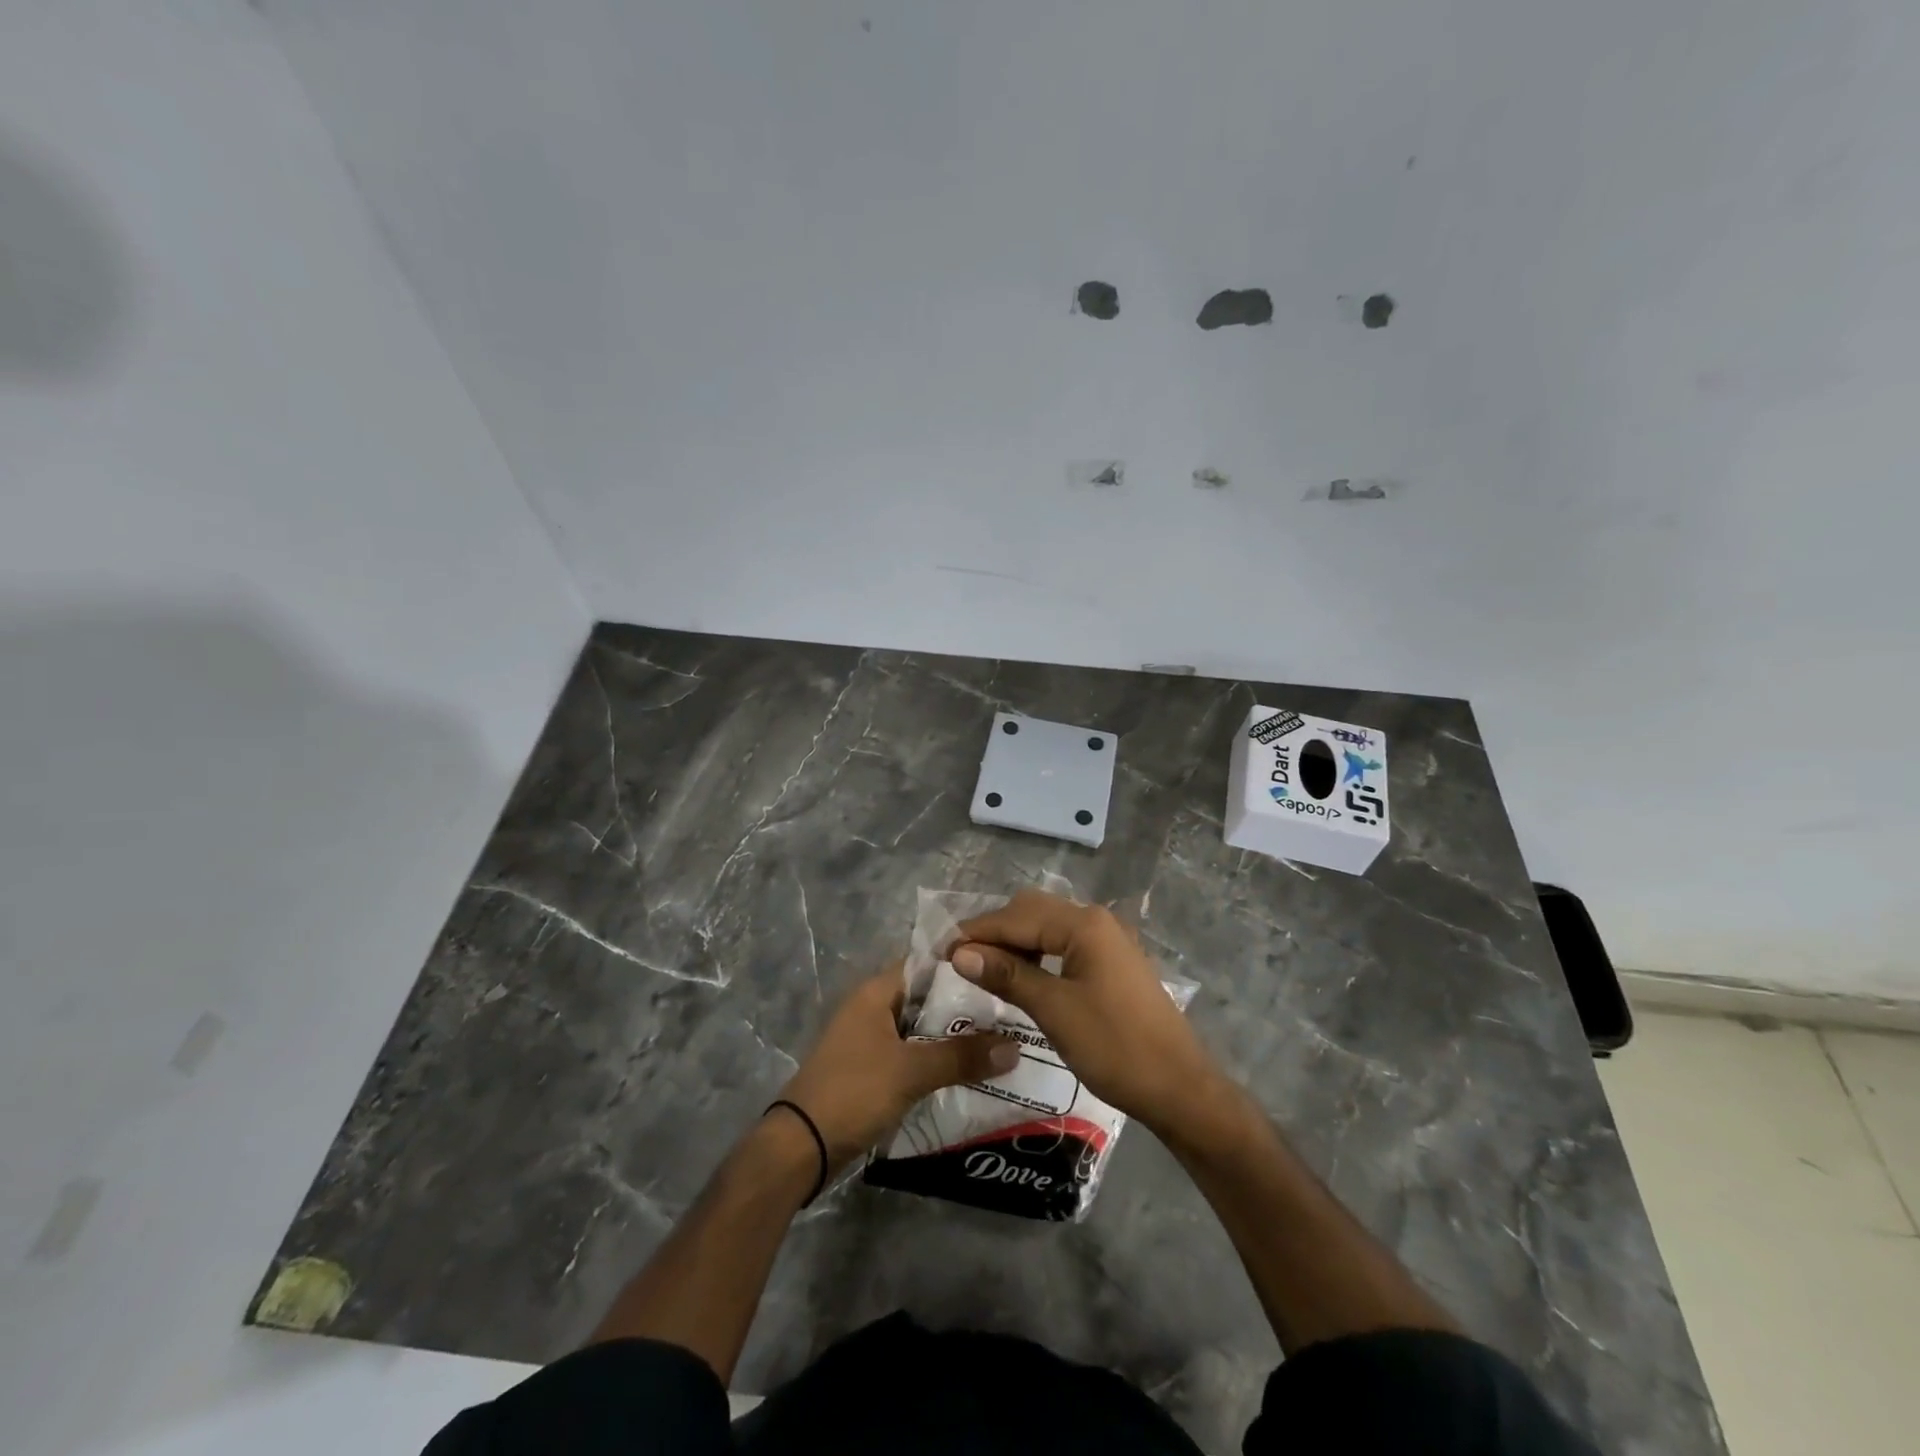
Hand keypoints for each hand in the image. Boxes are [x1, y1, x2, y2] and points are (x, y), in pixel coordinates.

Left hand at [777, 968, 1017, 1172]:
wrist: (801, 1147)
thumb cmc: (854, 1091)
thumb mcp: (911, 1071)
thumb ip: (962, 1056)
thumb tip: (1015, 1046)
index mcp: (876, 992)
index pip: (927, 964)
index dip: (963, 966)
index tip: (1002, 973)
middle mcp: (873, 1007)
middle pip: (927, 998)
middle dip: (965, 1006)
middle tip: (1011, 1012)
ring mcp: (870, 1040)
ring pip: (921, 1029)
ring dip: (953, 1036)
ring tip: (1000, 1041)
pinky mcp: (871, 1070)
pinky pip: (913, 1055)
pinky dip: (937, 1060)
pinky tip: (969, 1071)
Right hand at [951, 890, 1219, 1131]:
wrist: (1179, 1087)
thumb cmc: (1114, 1047)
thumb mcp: (1054, 1010)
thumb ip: (1007, 975)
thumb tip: (960, 954)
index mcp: (1083, 924)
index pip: (1016, 917)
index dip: (977, 932)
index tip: (941, 951)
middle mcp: (1096, 920)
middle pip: (1032, 911)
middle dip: (995, 932)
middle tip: (961, 961)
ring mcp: (1108, 940)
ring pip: (1048, 927)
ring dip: (1015, 943)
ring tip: (985, 970)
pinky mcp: (1112, 962)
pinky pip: (1064, 944)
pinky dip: (1038, 955)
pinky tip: (1022, 978)